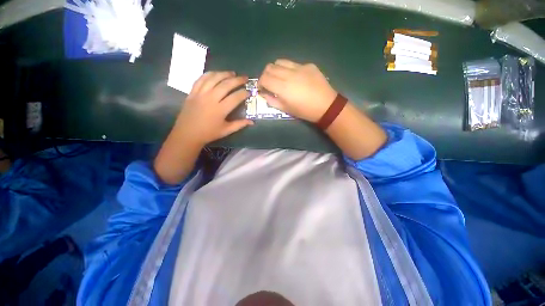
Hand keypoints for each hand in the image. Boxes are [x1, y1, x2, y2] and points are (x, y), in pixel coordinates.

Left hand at [174, 71, 253, 145]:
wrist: (187, 133)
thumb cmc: (209, 133)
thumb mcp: (226, 131)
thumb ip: (240, 124)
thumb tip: (252, 122)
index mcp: (220, 110)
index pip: (235, 97)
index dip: (244, 93)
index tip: (249, 91)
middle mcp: (211, 99)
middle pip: (226, 85)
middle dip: (237, 80)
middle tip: (245, 78)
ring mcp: (200, 94)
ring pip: (213, 79)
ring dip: (224, 74)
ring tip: (232, 73)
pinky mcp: (192, 92)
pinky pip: (201, 79)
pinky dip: (209, 74)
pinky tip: (216, 73)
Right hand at [258, 59, 337, 121]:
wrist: (326, 106)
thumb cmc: (304, 111)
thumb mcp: (286, 109)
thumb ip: (272, 101)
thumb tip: (264, 94)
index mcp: (283, 87)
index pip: (264, 78)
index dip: (260, 83)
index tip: (262, 88)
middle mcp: (289, 74)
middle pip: (270, 67)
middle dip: (265, 75)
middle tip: (269, 83)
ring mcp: (299, 67)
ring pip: (280, 61)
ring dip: (275, 69)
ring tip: (279, 77)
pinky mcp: (308, 65)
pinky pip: (293, 63)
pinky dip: (288, 69)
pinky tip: (294, 77)